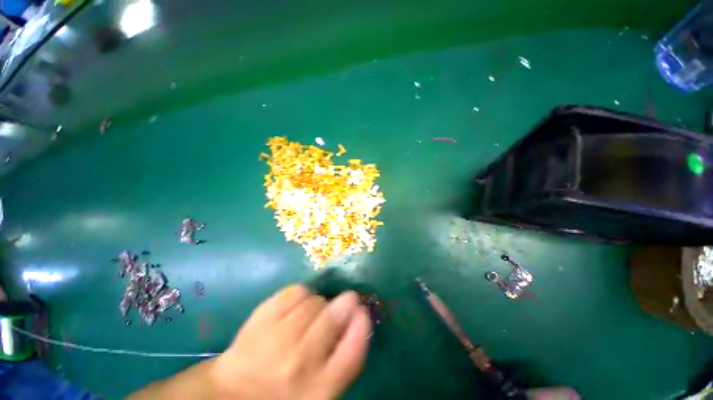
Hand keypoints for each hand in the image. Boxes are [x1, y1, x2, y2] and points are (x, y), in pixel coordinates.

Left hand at [211, 285, 371, 399]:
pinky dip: (301, 294)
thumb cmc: (283, 392)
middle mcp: (300, 363)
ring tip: (311, 313)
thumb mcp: (320, 389)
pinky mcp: (262, 318)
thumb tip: (356, 318)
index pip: (353, 350)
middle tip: (343, 301)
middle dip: (343, 304)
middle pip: (333, 316)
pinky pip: (295, 292)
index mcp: (319, 389)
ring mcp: (278, 338)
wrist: (232, 392)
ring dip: (319, 303)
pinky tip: (295, 305)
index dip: (361, 323)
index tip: (361, 310)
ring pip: (314, 302)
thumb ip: (341, 359)